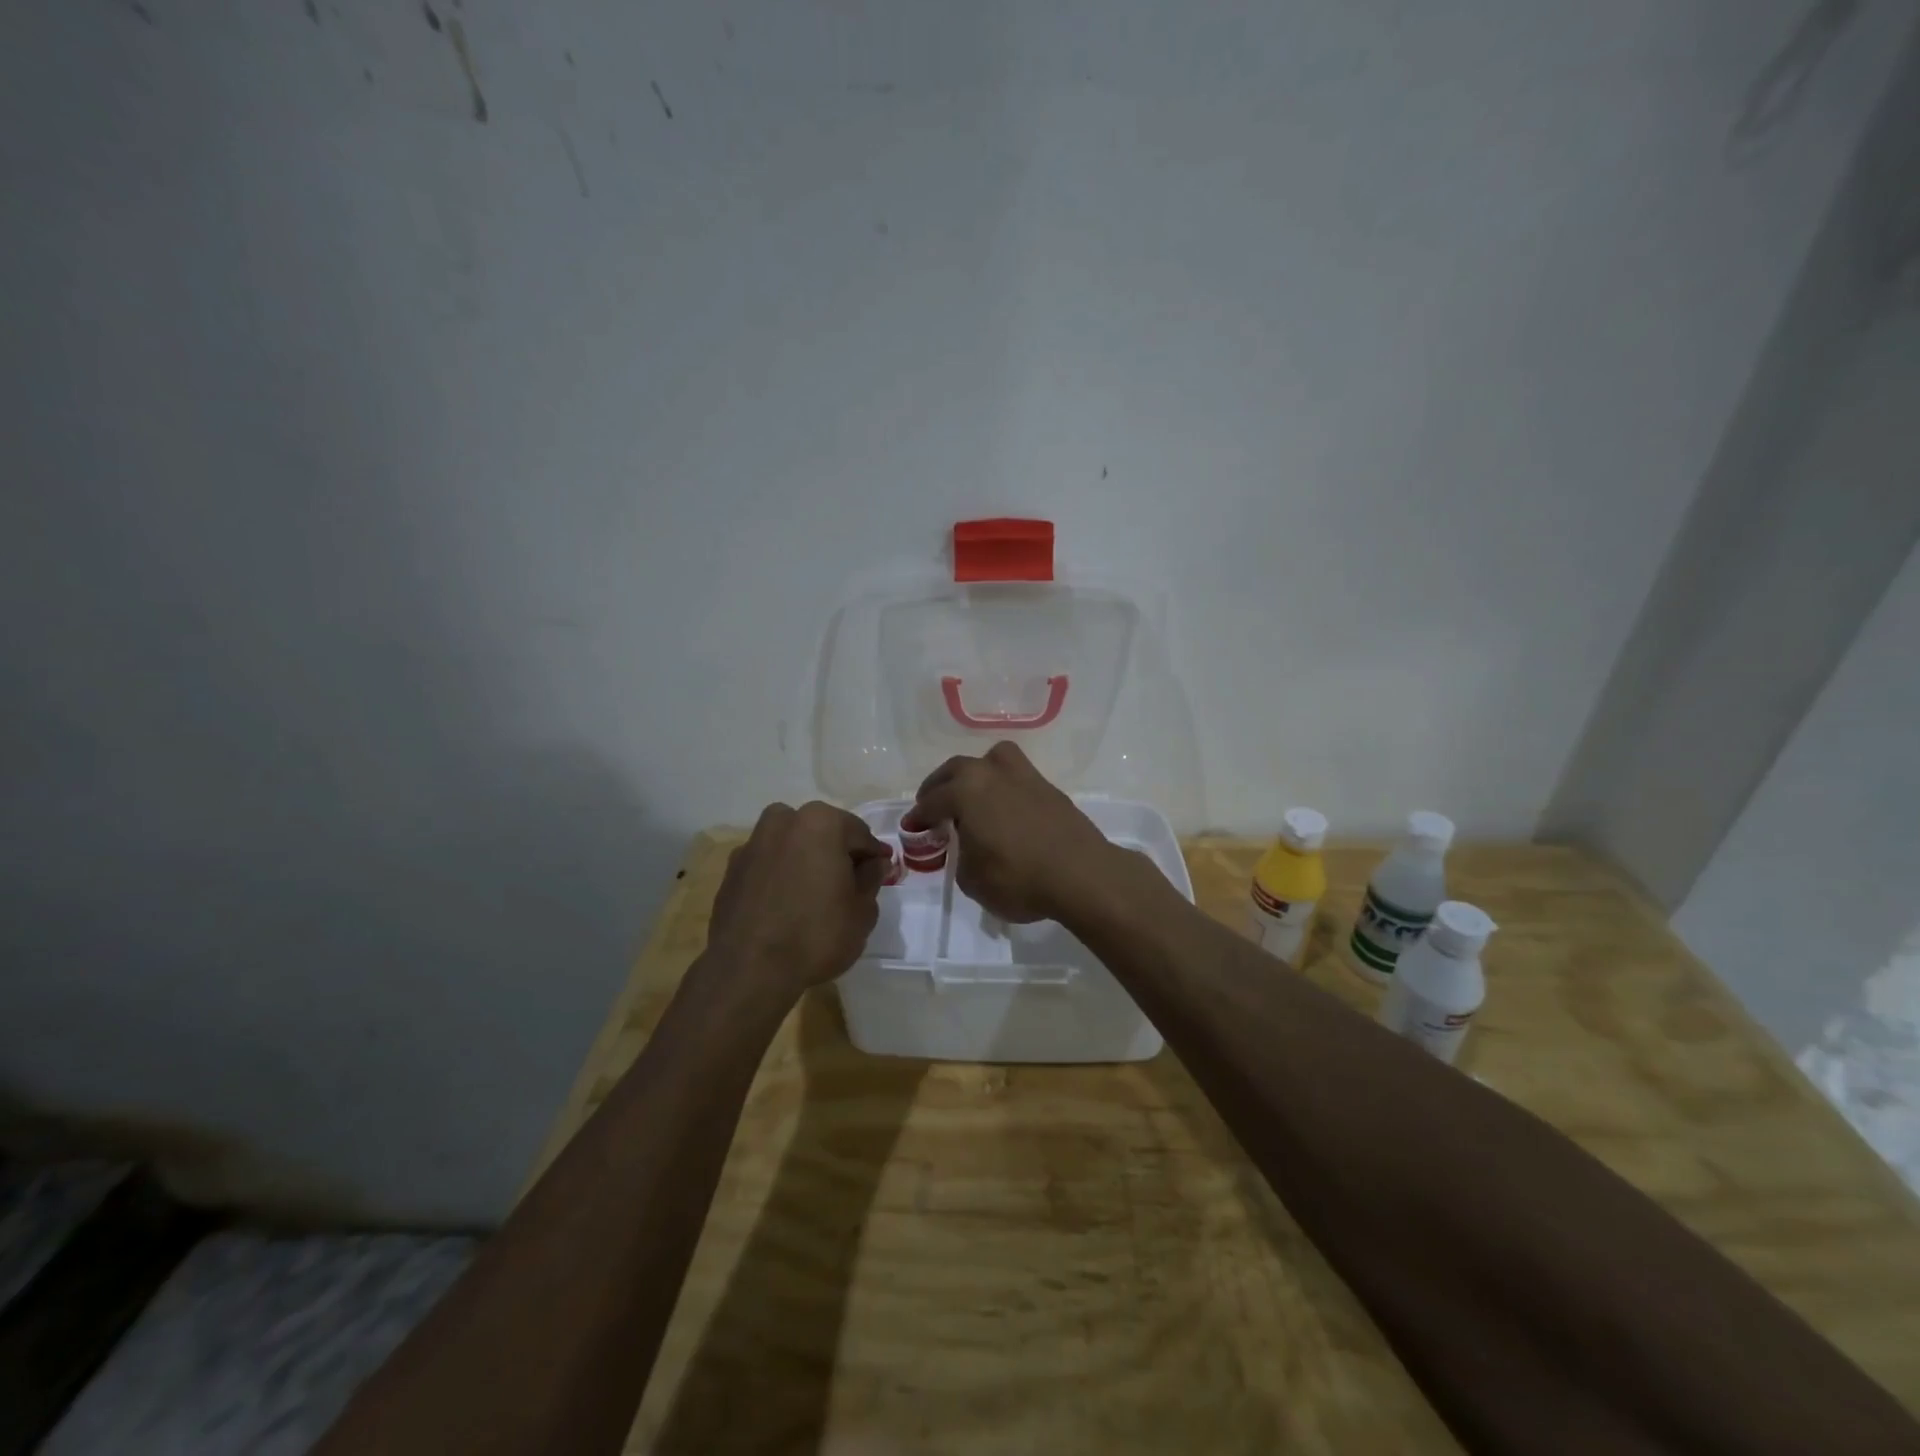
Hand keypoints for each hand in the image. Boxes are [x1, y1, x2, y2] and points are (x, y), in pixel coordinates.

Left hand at [705, 801, 892, 999]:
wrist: (749, 969)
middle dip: (837, 853)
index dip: (873, 855)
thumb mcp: (862, 911)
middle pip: (822, 832)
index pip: (859, 834)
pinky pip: (768, 864)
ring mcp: (752, 843)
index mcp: (821, 822)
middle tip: (849, 884)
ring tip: (814, 894)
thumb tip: (874, 863)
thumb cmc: (817, 934)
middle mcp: (783, 821)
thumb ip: (871, 879)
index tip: (881, 873)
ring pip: (791, 844)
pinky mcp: (731, 869)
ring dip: (805, 860)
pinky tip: (786, 904)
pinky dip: (780, 875)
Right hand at [911, 742, 1115, 923]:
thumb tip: (969, 846)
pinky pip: (1016, 777)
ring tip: (972, 795)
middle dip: (940, 787)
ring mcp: (1025, 776)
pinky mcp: (1049, 788)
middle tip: (933, 806)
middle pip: (957, 770)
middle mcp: (992, 772)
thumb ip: (962, 857)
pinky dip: (1002, 787)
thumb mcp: (972, 879)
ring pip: (992, 760)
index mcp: (966, 790)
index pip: (932, 801)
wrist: (1081, 875)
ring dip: (975, 774)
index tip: (912, 828)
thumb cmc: (1018, 878)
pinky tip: (1003, 808)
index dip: (918, 818)